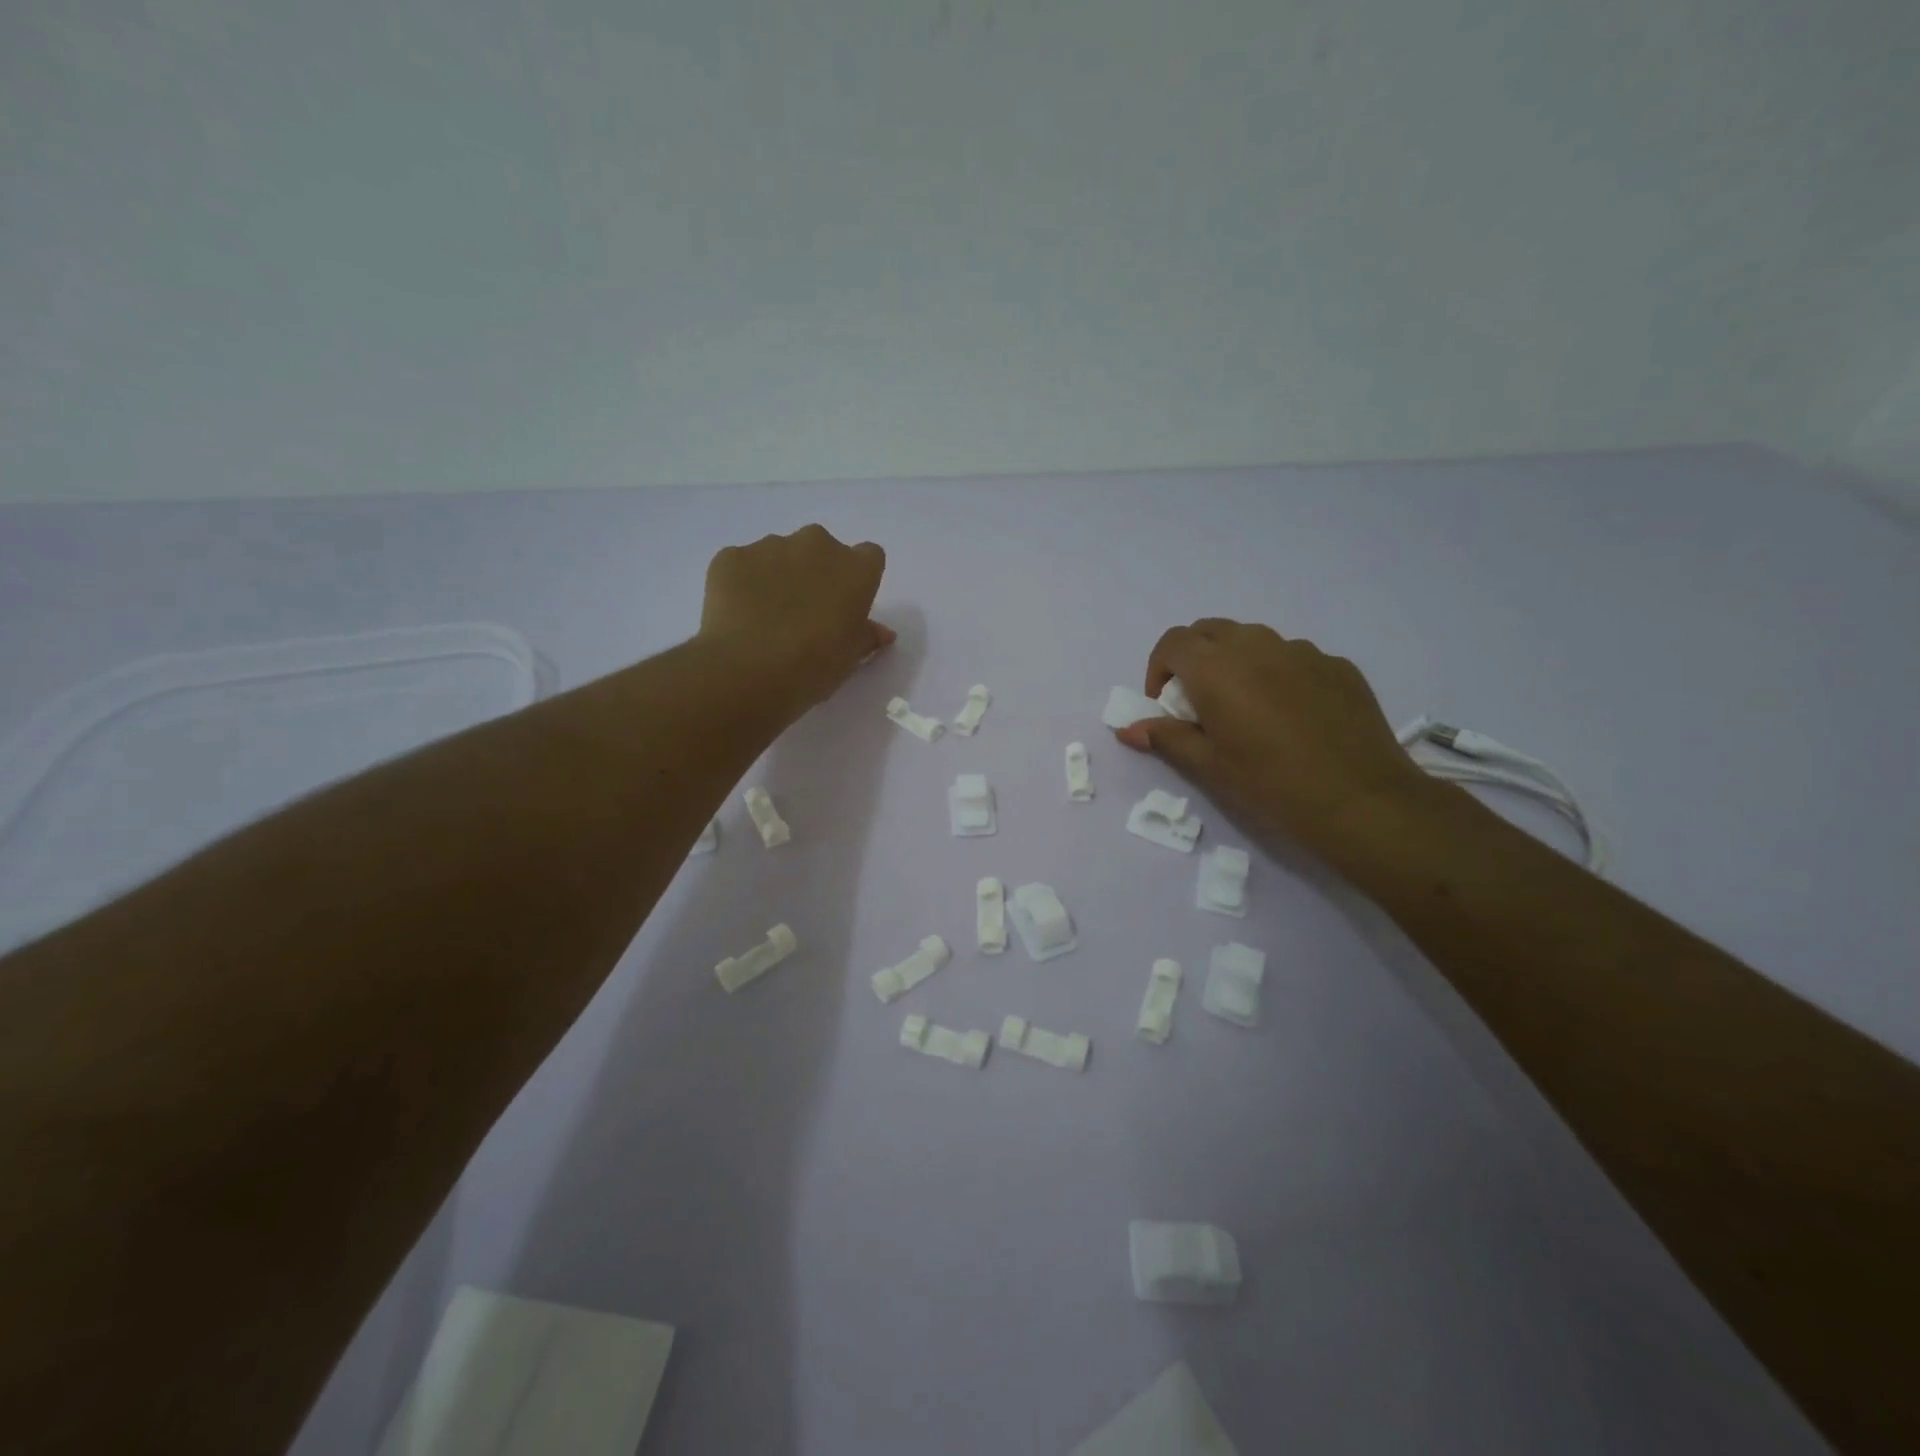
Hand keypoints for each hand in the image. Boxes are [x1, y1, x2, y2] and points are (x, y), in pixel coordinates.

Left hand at [699, 525, 893, 717]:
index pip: (869, 557)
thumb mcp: (851, 657)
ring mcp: (770, 546)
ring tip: (765, 617)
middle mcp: (816, 545)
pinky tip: (739, 616)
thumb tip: (881, 632)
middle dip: (815, 572)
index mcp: (855, 568)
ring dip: (778, 576)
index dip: (857, 580)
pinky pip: (742, 564)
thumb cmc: (814, 666)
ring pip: (779, 554)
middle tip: (804, 611)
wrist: (748, 671)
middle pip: (821, 549)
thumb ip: (867, 636)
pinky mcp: (731, 556)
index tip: (846, 605)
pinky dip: (742, 583)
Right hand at [1114, 619, 1431, 858]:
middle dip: (1194, 658)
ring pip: (1253, 640)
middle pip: (1210, 631)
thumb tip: (1128, 729)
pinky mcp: (1336, 665)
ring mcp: (1301, 651)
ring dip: (1236, 661)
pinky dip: (1277, 673)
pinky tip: (1292, 715)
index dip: (1159, 668)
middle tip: (1199, 701)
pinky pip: (1293, 657)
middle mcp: (1256, 645)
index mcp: (1216, 668)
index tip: (1165, 702)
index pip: (1172, 643)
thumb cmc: (1270, 784)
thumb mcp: (1209, 765)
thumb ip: (1167, 738)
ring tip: (1246, 706)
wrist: (1360, 799)